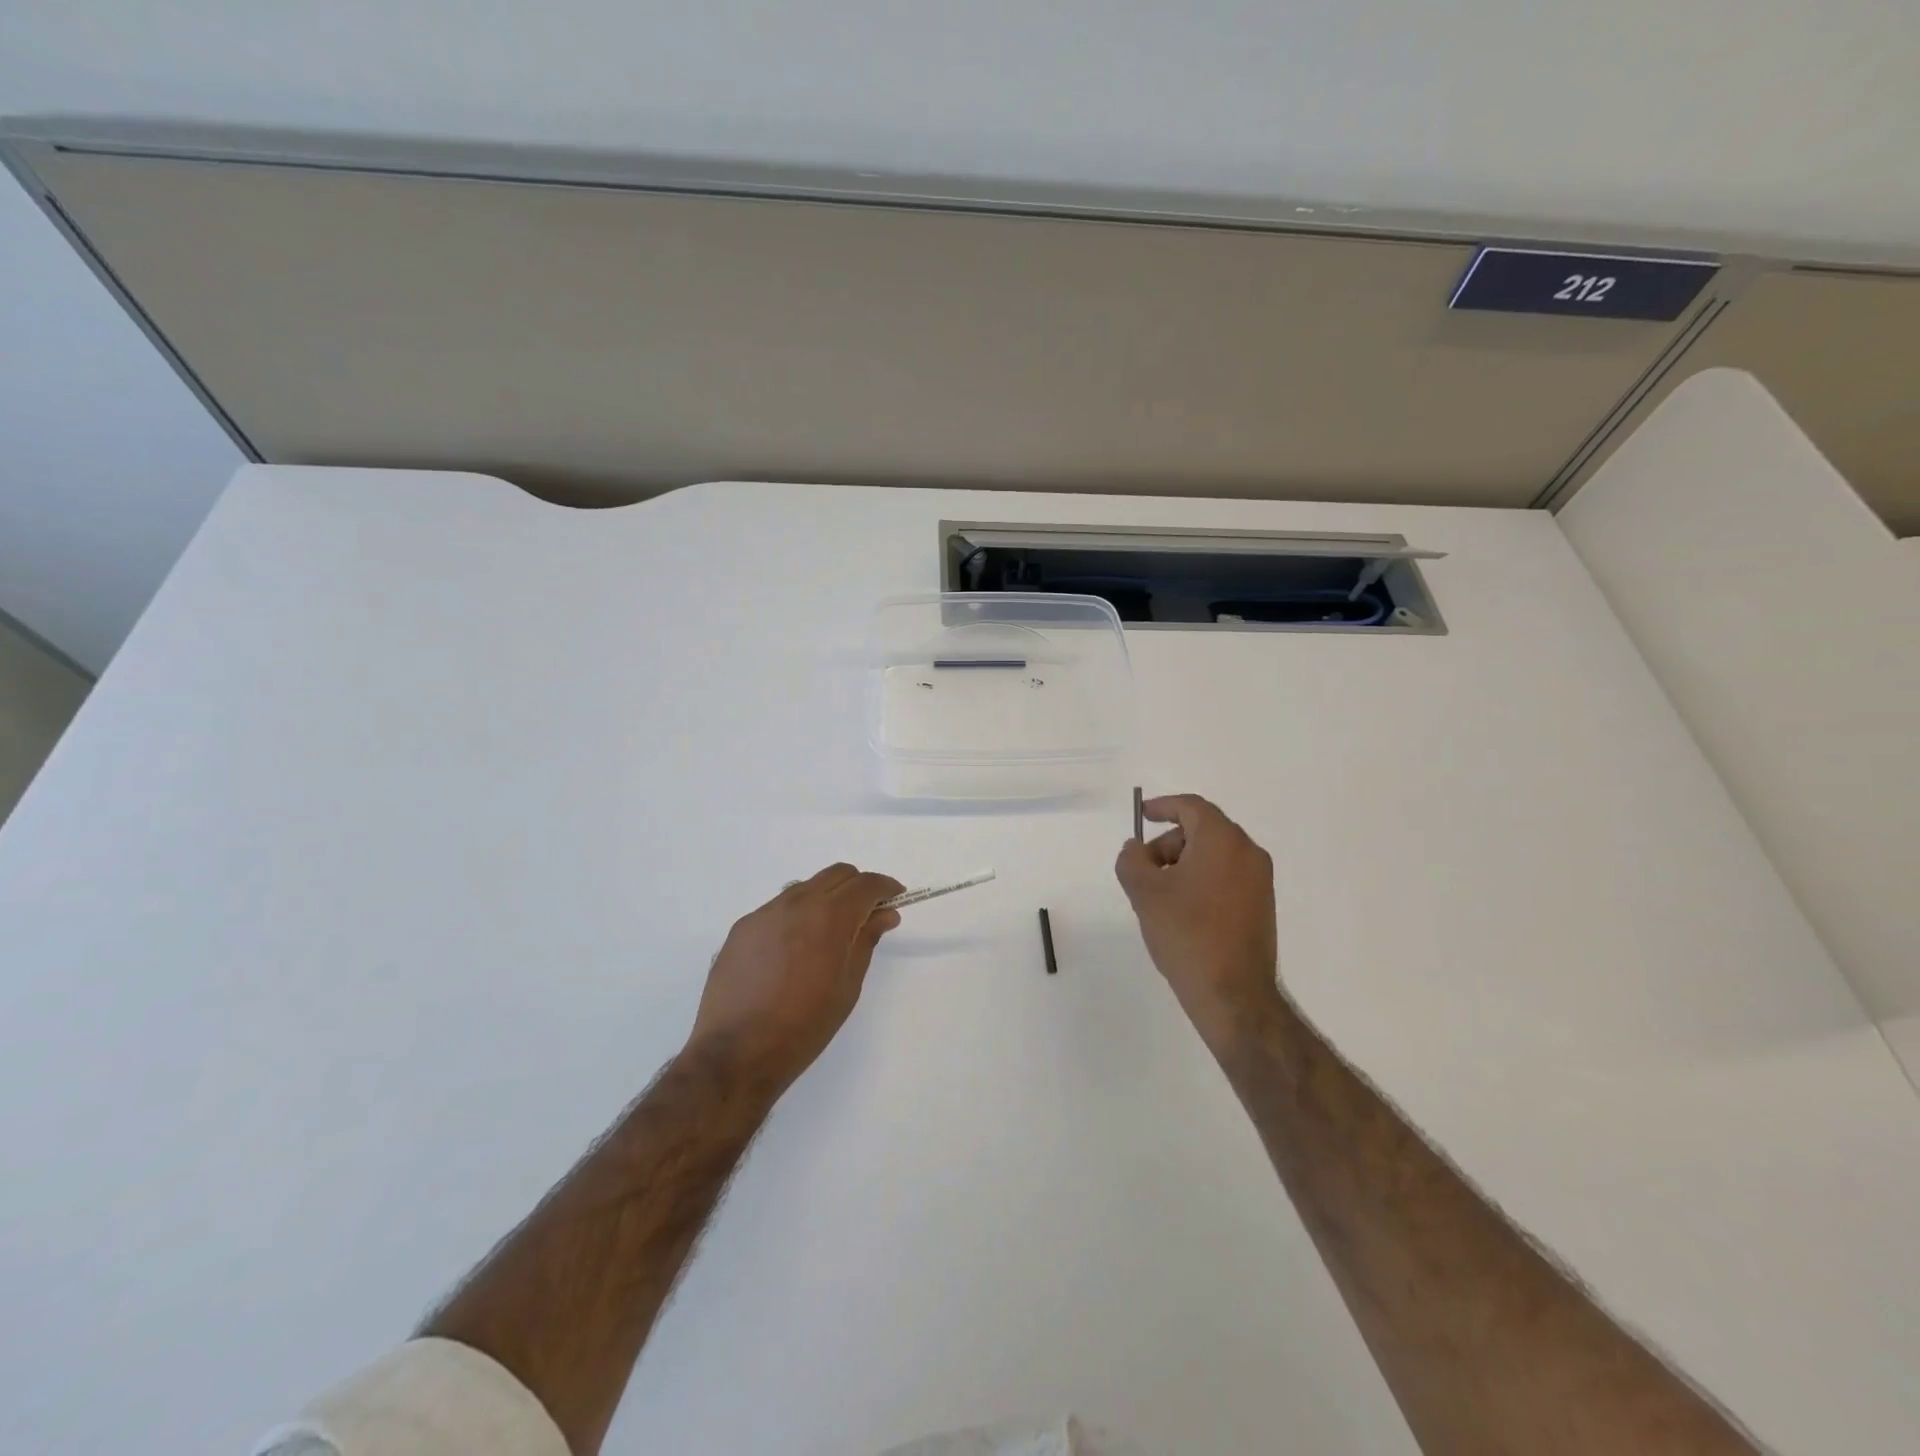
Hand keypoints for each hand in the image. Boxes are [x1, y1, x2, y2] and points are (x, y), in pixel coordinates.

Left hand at [686, 863, 904, 1093]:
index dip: (885, 887)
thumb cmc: (804, 1026)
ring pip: (806, 887)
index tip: (895, 899)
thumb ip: (866, 940)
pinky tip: (793, 951)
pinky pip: (778, 908)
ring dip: (826, 898)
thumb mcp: (848, 986)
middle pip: (836, 874)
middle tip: (866, 915)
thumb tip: (884, 914)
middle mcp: (796, 903)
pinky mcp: (742, 927)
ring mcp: (765, 912)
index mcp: (829, 916)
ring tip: (828, 935)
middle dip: (857, 887)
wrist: (736, 1052)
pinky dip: (797, 915)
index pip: (866, 884)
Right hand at [1115, 794, 1282, 1053]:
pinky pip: (1227, 876)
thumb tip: (1136, 849)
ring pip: (1214, 855)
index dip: (1163, 806)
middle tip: (1144, 870)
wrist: (1232, 994)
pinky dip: (1201, 880)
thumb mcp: (1144, 892)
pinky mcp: (1262, 905)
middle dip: (1168, 843)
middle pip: (1202, 830)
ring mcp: (1260, 881)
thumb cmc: (1186, 933)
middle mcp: (1248, 853)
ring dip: (1183, 864)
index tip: (1141, 815)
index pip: (1191, 807)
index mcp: (1223, 841)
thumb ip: (1132, 860)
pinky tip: (1182, 911)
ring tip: (1159, 896)